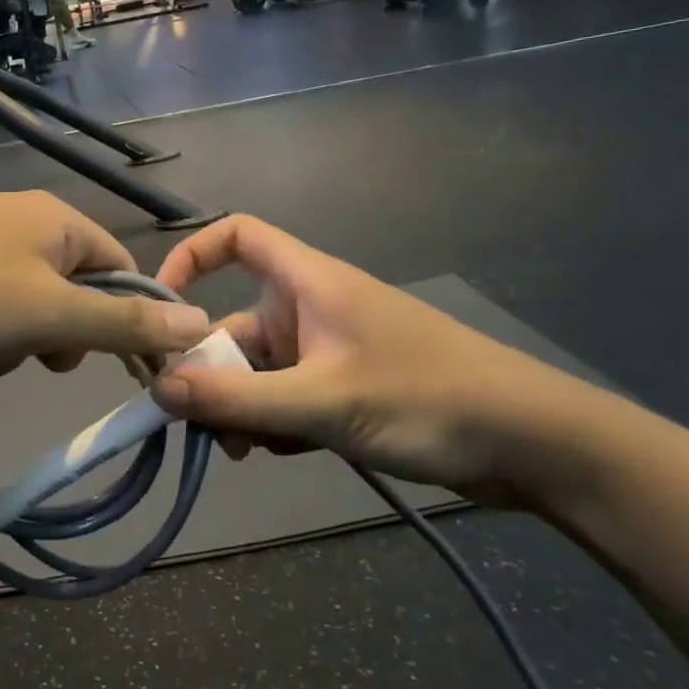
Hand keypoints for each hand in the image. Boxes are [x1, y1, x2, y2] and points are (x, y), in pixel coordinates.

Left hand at [0, 192, 210, 374]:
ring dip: (7, 349)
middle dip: (53, 338)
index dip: (126, 318)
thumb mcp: (53, 314)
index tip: (121, 367)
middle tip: (33, 356)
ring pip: (22, 313)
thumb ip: (126, 322)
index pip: (120, 268)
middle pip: (69, 294)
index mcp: (56, 220)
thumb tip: (200, 322)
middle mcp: (20, 223)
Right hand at [153, 216, 604, 504]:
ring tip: (242, 451)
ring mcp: (327, 350)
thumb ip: (238, 397)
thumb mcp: (323, 401)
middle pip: (234, 324)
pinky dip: (272, 421)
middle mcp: (309, 309)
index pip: (236, 235)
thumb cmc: (425, 398)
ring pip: (257, 370)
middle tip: (197, 425)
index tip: (163, 308)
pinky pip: (285, 397)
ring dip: (239, 406)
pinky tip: (281, 453)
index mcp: (306, 282)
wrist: (530, 443)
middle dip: (211, 371)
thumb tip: (157, 388)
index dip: (192, 256)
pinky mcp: (343, 388)